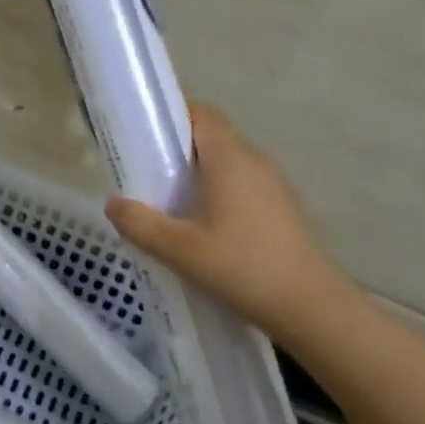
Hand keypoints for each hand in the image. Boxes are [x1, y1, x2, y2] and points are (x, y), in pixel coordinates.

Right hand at [104, 101, 357, 341]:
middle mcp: (254, 162)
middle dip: (177, 149)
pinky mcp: (282, 210)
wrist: (311, 309)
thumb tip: (112, 203)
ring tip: (168, 203)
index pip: (202, 114)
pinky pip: (242, 187)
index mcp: (230, 158)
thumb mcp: (178, 249)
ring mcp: (274, 186)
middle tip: (145, 173)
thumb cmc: (242, 267)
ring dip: (198, 175)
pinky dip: (218, 194)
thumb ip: (139, 223)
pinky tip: (202, 228)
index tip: (143, 134)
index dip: (172, 115)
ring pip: (227, 165)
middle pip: (212, 138)